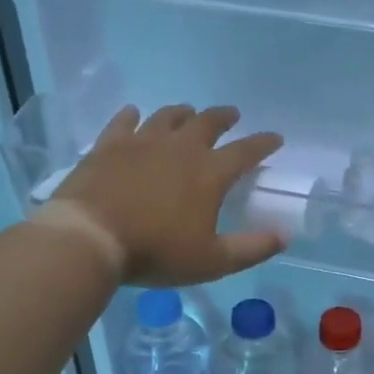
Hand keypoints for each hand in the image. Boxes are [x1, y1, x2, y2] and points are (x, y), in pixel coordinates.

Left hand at [52, 104, 284, 286]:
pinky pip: (124, 122)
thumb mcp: (212, 261)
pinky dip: (133, 116)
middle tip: (232, 115)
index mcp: (210, 173)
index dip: (264, 143)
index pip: (246, 151)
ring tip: (189, 112)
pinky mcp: (109, 145)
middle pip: (208, 123)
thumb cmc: (156, 252)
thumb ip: (251, 249)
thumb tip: (283, 236)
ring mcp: (142, 142)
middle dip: (224, 118)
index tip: (275, 138)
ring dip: (183, 113)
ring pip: (168, 117)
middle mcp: (180, 148)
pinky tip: (135, 114)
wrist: (90, 238)